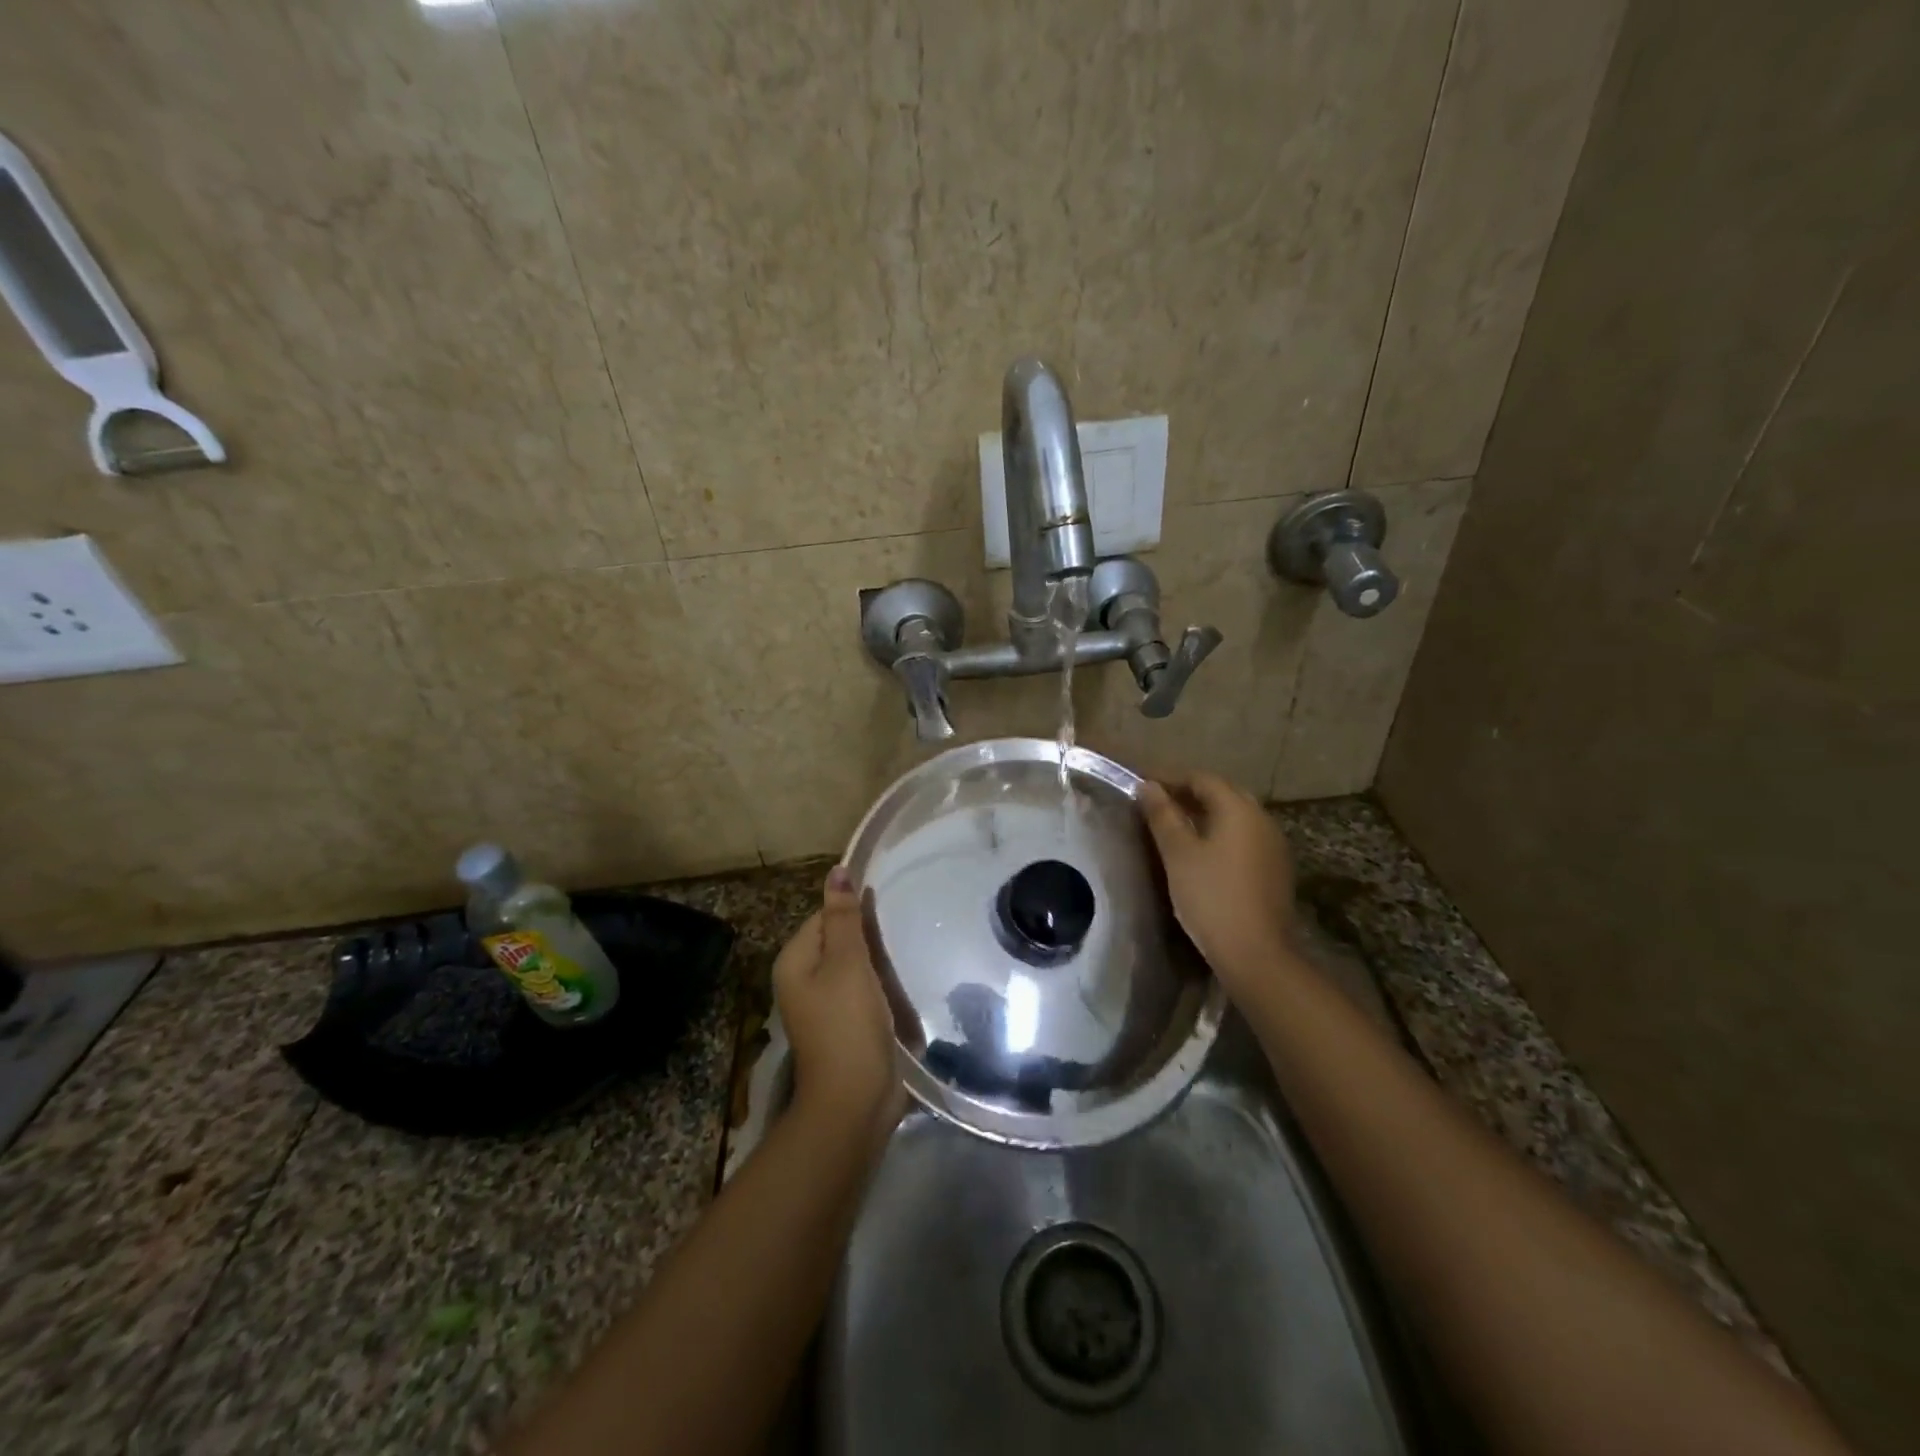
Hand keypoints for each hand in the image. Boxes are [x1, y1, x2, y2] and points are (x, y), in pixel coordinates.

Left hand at [772, 867, 903, 1138]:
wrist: (855, 1101)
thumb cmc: (848, 1025)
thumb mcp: (848, 964)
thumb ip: (844, 917)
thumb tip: (837, 870)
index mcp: (795, 961)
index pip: (825, 917)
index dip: (856, 912)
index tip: (889, 913)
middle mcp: (802, 981)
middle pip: (840, 942)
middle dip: (870, 940)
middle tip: (904, 936)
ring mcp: (823, 1007)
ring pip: (855, 968)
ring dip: (879, 965)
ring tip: (908, 958)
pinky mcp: (845, 1027)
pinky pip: (863, 994)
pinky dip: (881, 989)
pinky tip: (903, 989)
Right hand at [1139, 772, 1299, 1000]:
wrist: (1257, 953)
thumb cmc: (1211, 897)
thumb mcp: (1178, 854)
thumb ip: (1162, 815)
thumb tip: (1148, 786)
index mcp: (1239, 809)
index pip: (1202, 778)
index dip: (1170, 778)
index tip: (1142, 786)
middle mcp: (1261, 819)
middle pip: (1222, 793)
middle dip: (1188, 793)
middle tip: (1156, 804)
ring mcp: (1273, 844)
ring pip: (1234, 816)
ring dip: (1204, 814)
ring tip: (1173, 826)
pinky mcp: (1275, 868)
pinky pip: (1243, 837)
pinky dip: (1219, 834)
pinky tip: (1201, 851)